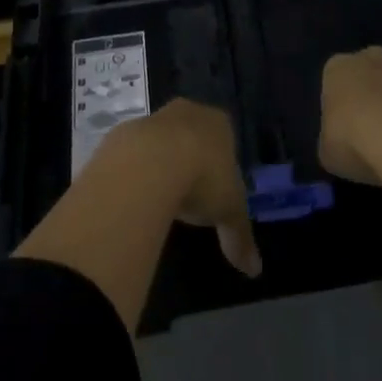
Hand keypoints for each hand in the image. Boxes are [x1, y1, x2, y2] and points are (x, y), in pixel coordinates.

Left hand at [111, 99, 261, 278]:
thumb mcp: (229, 212)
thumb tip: (255, 269)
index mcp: (219, 123)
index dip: (223, 162)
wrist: (148, 164)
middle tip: (191, 192)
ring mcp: (155, 117)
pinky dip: (137, 170)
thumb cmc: (202, 179)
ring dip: (162, 162)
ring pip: (163, 139)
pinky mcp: (126, 131)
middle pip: (193, 133)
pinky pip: (135, 151)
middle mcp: (189, 111)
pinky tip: (137, 195)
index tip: (218, 187)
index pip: (226, 136)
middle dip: (192, 157)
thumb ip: (241, 237)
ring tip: (162, 198)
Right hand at [320, 47, 381, 185]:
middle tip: (379, 125)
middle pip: (372, 70)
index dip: (342, 105)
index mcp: (338, 68)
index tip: (347, 128)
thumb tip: (341, 142)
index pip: (335, 80)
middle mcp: (371, 57)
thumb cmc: (355, 143)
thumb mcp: (328, 151)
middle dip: (376, 90)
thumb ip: (333, 139)